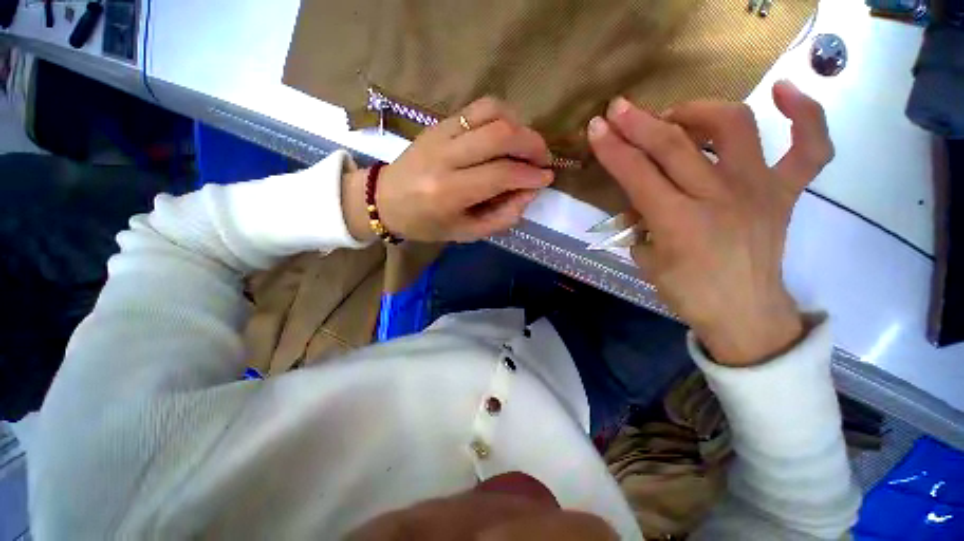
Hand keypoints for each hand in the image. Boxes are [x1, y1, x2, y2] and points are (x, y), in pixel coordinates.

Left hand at [343, 98, 553, 243]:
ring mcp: (440, 134)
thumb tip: (530, 192)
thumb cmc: (427, 224)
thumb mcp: (466, 233)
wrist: (385, 200)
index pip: (501, 174)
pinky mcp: (438, 123)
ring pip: (491, 112)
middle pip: (500, 135)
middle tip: (544, 159)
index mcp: (449, 192)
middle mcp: (445, 158)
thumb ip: (502, 216)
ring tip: (527, 145)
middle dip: (532, 144)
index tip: (547, 178)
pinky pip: (477, 107)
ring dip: (519, 125)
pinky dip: (502, 115)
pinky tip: (508, 132)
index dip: (530, 175)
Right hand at [588, 81, 833, 365]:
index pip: (637, 175)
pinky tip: (783, 91)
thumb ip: (639, 224)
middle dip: (640, 123)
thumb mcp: (646, 260)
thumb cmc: (688, 293)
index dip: (613, 149)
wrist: (744, 314)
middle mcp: (720, 197)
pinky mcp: (786, 192)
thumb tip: (638, 199)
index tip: (596, 128)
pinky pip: (811, 147)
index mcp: (679, 223)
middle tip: (619, 109)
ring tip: (677, 113)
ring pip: (735, 127)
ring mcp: (760, 189)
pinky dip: (805, 113)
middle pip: (675, 145)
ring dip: (698, 110)